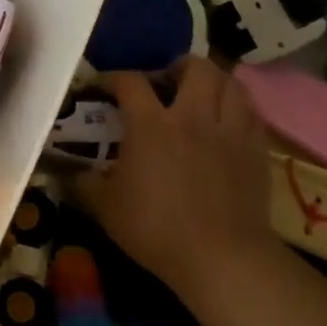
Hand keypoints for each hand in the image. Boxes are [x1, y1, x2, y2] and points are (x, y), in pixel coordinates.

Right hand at [73, 58, 273, 299]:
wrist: (223, 258)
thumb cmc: (157, 228)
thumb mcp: (105, 207)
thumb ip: (84, 182)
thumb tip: (70, 172)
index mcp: (151, 124)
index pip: (130, 81)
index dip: (113, 78)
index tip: (102, 87)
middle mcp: (192, 116)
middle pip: (196, 67)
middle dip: (178, 67)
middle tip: (165, 83)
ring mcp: (229, 131)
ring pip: (231, 83)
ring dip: (213, 82)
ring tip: (199, 96)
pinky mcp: (256, 151)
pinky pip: (250, 113)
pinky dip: (236, 108)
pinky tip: (224, 124)